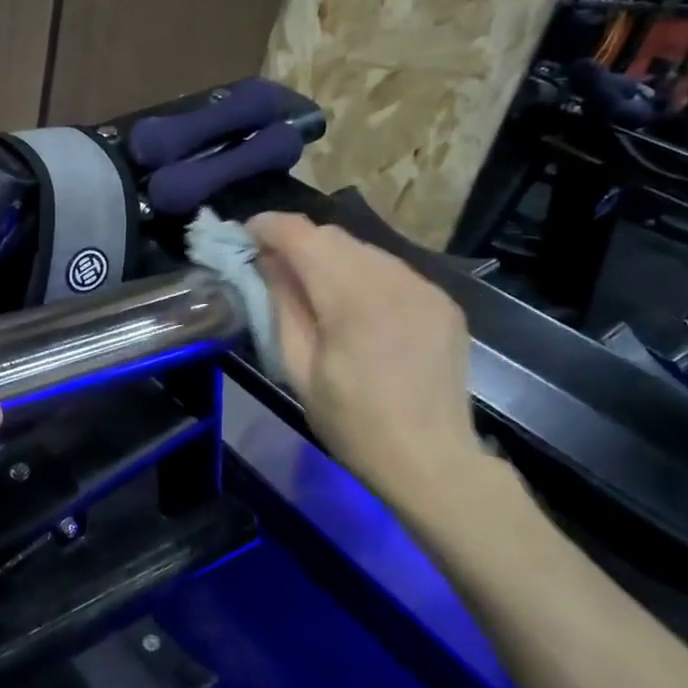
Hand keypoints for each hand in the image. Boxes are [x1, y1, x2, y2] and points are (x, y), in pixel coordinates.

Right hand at [247, 213, 493, 528]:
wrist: (431, 460)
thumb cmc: (353, 423)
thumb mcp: (299, 369)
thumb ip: (282, 306)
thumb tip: (268, 262)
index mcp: (352, 298)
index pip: (302, 235)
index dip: (267, 227)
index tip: (245, 236)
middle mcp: (393, 278)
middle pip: (333, 235)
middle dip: (297, 242)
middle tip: (272, 265)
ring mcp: (424, 287)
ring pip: (363, 249)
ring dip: (331, 257)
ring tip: (313, 286)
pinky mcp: (442, 300)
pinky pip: (391, 270)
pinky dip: (363, 275)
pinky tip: (356, 306)